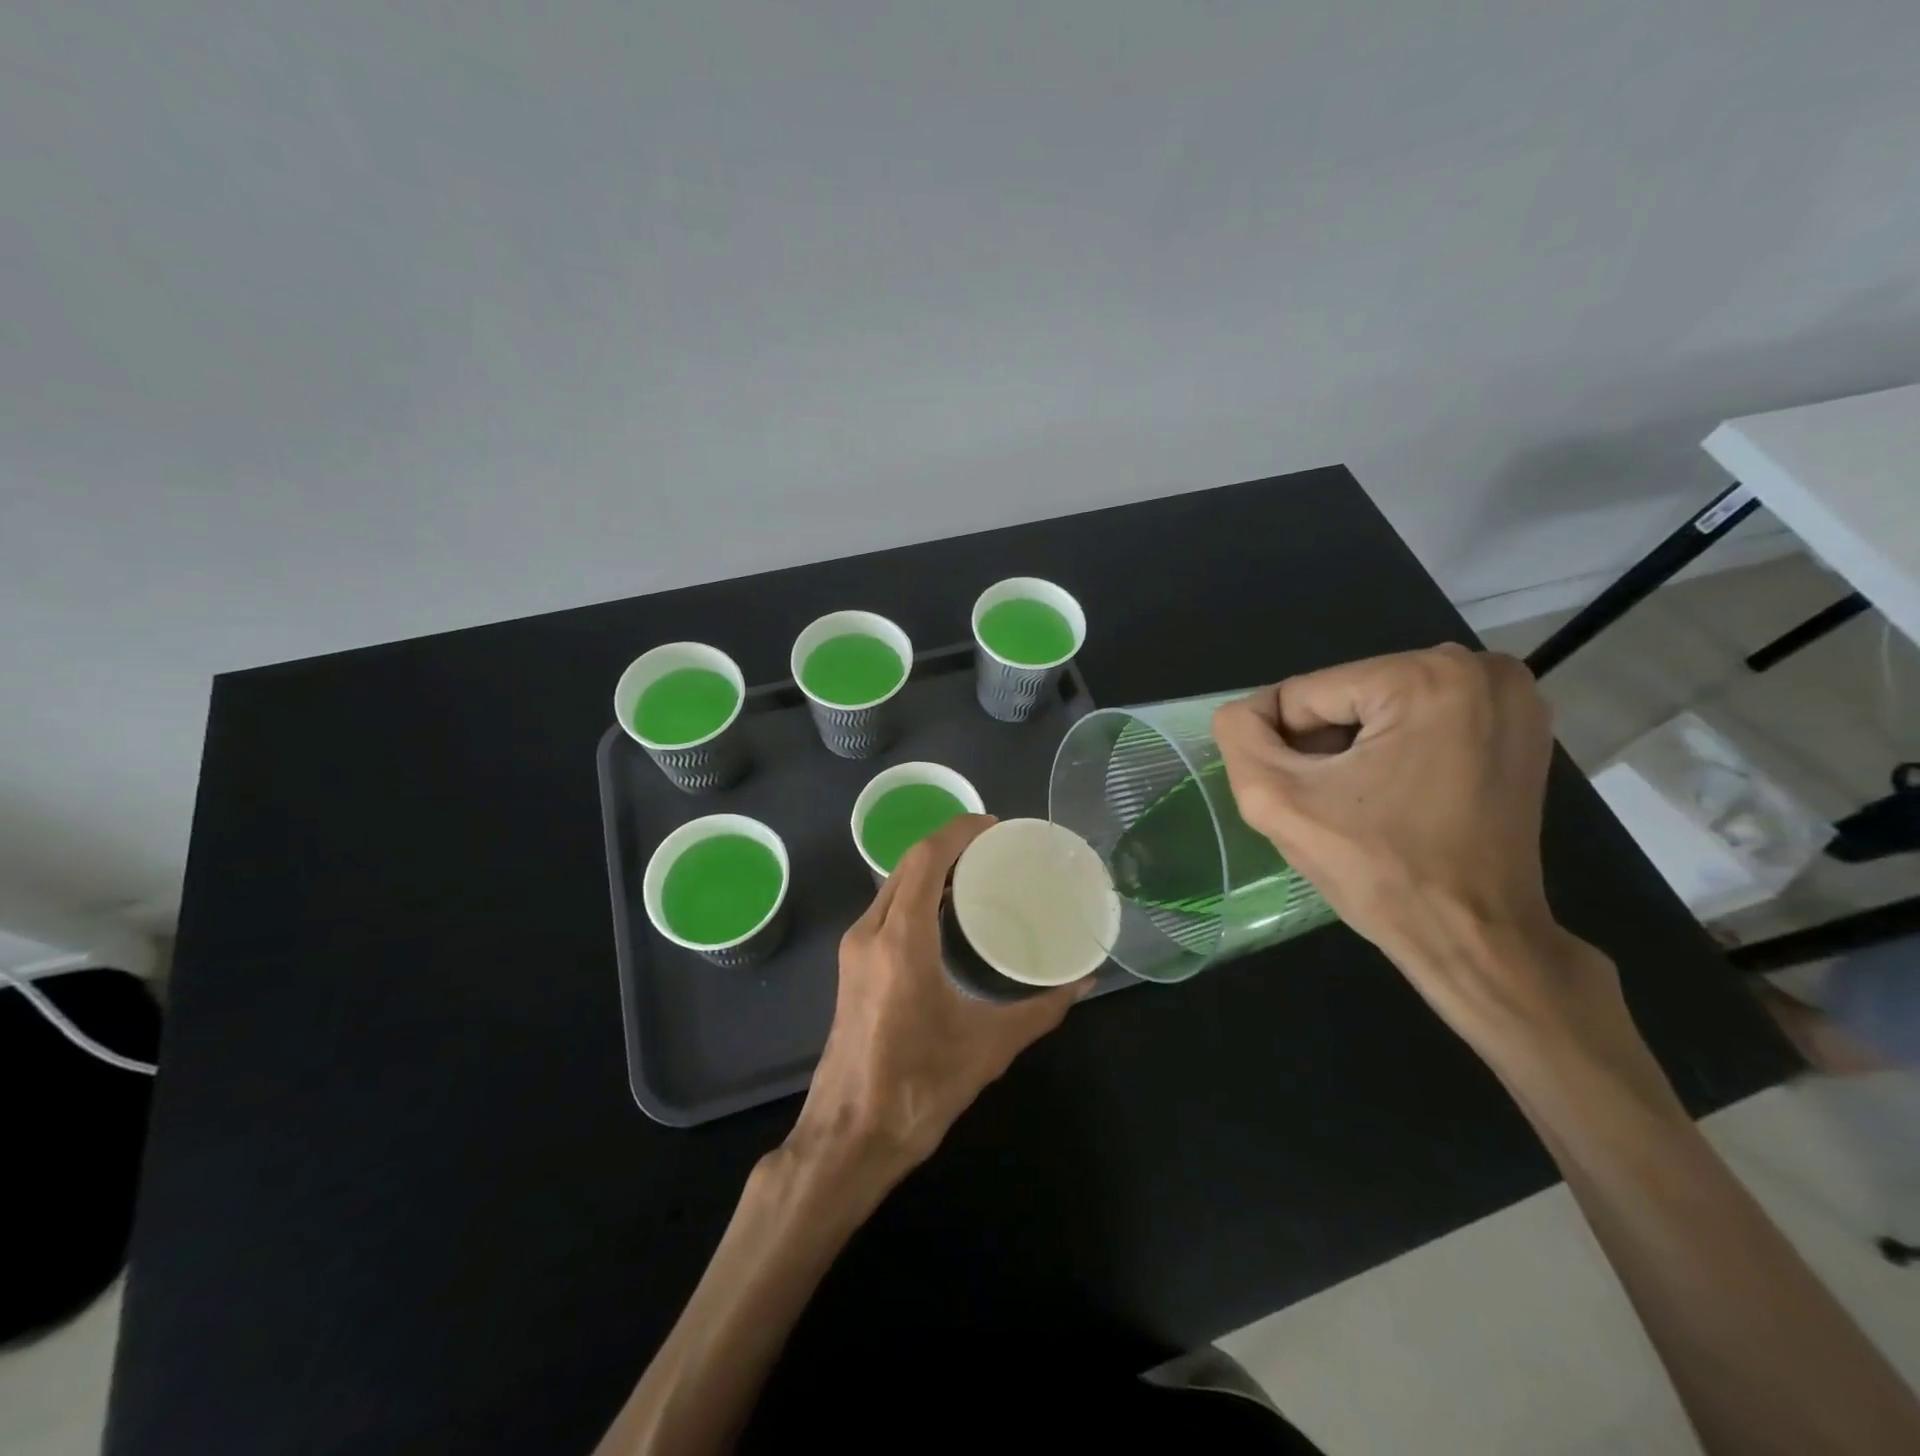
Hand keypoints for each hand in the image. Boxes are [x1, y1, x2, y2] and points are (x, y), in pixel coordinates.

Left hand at [787, 815, 1087, 1176]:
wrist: (849, 1138)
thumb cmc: (918, 1089)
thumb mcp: (989, 1046)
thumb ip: (1040, 1010)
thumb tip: (1083, 982)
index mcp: (900, 941)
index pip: (925, 860)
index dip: (958, 832)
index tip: (994, 825)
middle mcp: (870, 933)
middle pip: (906, 866)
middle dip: (948, 845)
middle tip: (994, 848)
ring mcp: (854, 950)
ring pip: (892, 886)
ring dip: (929, 869)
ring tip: (975, 871)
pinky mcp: (851, 967)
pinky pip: (886, 909)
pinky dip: (915, 893)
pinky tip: (945, 911)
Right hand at [1211, 646, 1632, 1063]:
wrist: (1474, 937)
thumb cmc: (1379, 872)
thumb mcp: (1277, 801)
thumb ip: (1240, 737)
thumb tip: (1243, 712)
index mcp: (1423, 677)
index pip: (1303, 693)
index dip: (1283, 748)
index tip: (1304, 799)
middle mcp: (1476, 668)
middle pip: (1343, 695)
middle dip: (1321, 746)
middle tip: (1332, 805)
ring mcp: (1507, 695)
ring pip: (1376, 706)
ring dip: (1352, 750)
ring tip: (1362, 804)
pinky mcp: (1518, 724)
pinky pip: (1418, 718)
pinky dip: (1392, 750)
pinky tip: (1395, 795)